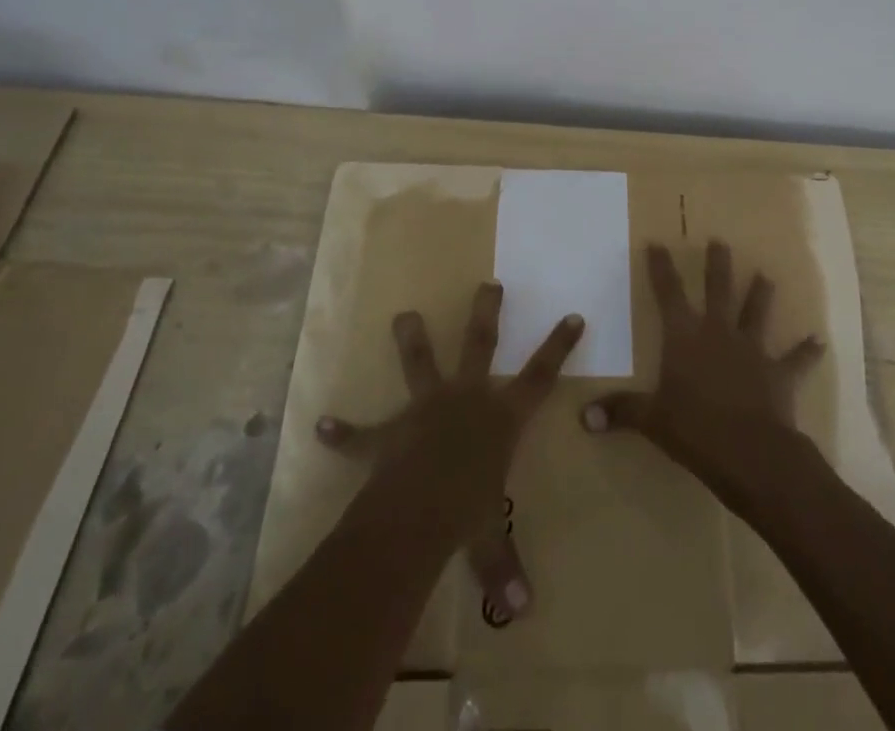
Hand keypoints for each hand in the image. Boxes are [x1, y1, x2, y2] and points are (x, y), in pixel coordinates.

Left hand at [313, 282, 581, 620]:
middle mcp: (466, 399)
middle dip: (487, 313)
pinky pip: (363, 434)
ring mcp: (425, 408)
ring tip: (403, 315)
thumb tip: (524, 611)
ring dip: (411, 339)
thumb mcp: (489, 539)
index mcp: (500, 418)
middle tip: (489, 284)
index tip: (572, 316)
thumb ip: (504, 565)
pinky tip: (322, 426)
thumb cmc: (466, 514)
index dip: (558, 347)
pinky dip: (344, 432)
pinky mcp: (390, 433)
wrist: (417, 513)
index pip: (539, 377)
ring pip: (420, 363)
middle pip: (480, 345)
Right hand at [582, 240, 821, 498]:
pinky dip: (807, 350)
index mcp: (685, 336)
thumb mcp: (651, 420)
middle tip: (720, 241)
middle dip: (717, 264)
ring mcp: (752, 349)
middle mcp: (718, 332)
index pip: (668, 293)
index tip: (657, 242)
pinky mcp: (779, 373)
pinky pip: (796, 359)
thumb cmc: (694, 430)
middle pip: (718, 289)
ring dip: (761, 294)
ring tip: (766, 275)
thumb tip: (583, 418)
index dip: (661, 267)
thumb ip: (620, 412)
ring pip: (756, 312)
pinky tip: (819, 341)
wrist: (750, 452)